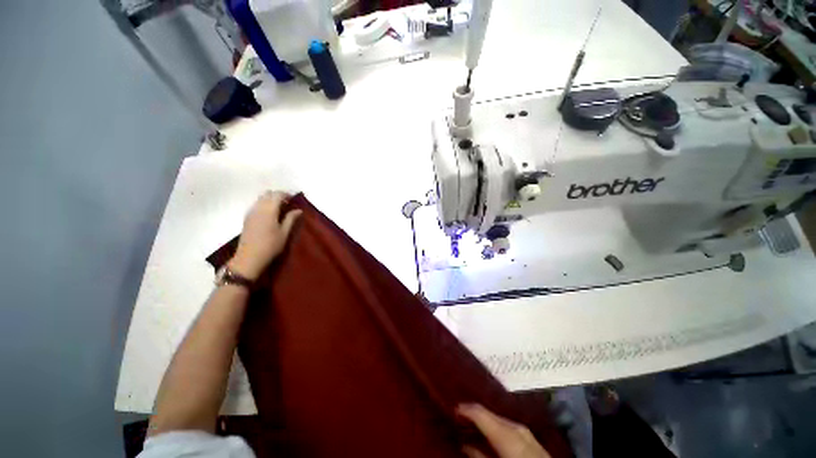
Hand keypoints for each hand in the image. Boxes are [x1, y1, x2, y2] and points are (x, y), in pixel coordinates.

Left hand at [229, 191, 301, 280]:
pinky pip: (256, 204)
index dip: (286, 194)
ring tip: (280, 208)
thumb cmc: (270, 246)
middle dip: (278, 195)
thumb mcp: (284, 233)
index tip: (294, 199)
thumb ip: (291, 219)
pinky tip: (270, 214)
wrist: (249, 258)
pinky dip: (264, 204)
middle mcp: (258, 208)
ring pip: (261, 198)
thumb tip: (298, 210)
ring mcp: (251, 212)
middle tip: (288, 203)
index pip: (277, 195)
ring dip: (270, 199)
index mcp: (269, 210)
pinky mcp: (247, 218)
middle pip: (268, 194)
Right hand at [457, 404, 551, 457]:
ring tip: (472, 424)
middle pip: (490, 414)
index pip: (480, 412)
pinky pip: (509, 427)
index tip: (451, 408)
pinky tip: (492, 433)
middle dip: (475, 414)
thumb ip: (479, 455)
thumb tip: (463, 444)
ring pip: (500, 419)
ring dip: (486, 420)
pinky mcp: (532, 438)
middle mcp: (516, 426)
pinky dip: (497, 427)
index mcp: (507, 432)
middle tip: (459, 416)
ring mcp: (526, 431)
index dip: (465, 408)